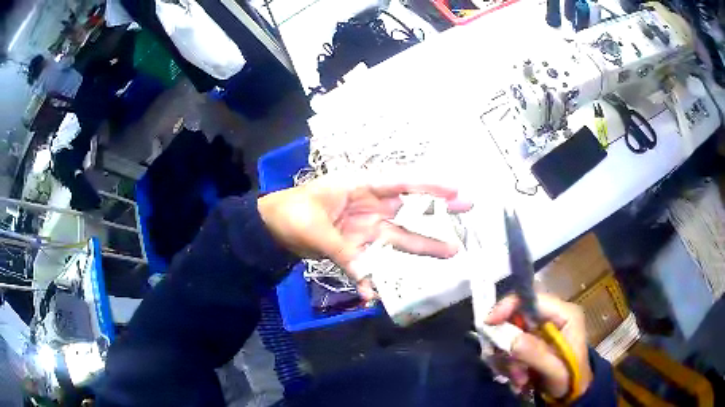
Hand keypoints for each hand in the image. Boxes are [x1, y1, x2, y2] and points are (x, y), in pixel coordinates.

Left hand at [258, 174, 472, 299]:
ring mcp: (365, 228)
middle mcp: (369, 207)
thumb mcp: (314, 227)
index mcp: (359, 188)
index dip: (428, 185)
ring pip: (399, 236)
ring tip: (450, 252)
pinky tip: (375, 294)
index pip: (400, 183)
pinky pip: (371, 263)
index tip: (455, 189)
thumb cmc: (291, 213)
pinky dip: (373, 279)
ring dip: (423, 245)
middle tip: (468, 207)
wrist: (271, 228)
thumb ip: (342, 250)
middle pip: (409, 208)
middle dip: (438, 210)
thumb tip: (367, 276)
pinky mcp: (356, 247)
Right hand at [485, 294, 592, 398]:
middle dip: (508, 345)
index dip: (508, 306)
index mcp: (564, 314)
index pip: (532, 298)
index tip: (488, 323)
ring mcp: (539, 330)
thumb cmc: (570, 379)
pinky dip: (508, 365)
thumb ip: (535, 353)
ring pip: (509, 336)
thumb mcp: (556, 369)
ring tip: (520, 380)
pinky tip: (519, 379)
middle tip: (510, 369)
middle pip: (516, 318)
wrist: (571, 393)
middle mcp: (550, 317)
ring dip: (508, 360)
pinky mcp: (530, 342)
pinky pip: (508, 349)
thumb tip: (509, 338)